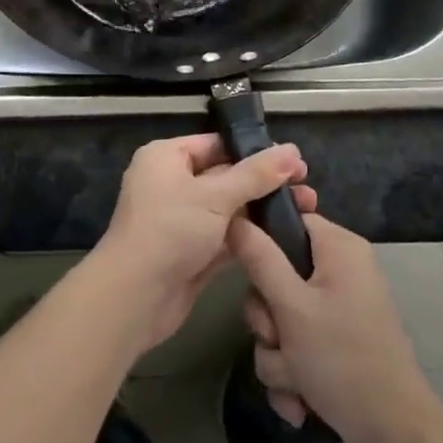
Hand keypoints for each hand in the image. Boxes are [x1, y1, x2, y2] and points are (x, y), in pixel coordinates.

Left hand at [93, 134, 315, 351]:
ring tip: (307, 211)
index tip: (294, 160)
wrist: (134, 298)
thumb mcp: (215, 196)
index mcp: (167, 157)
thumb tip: (292, 150)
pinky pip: (225, 237)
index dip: (255, 151)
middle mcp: (172, 183)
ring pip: (229, 209)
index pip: (216, 144)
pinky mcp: (191, 252)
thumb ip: (255, 175)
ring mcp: (182, 220)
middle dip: (265, 183)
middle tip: (307, 188)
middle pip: (225, 176)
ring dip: (262, 211)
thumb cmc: (170, 230)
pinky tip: (285, 237)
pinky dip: (250, 237)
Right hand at [228, 212, 432, 441]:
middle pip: (277, 276)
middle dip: (268, 319)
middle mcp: (340, 274)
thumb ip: (259, 259)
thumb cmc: (343, 359)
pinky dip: (292, 378)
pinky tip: (300, 405)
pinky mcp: (337, 350)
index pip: (289, 220)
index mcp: (339, 248)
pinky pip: (296, 351)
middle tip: (276, 338)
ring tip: (294, 383)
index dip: (262, 242)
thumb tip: (234, 218)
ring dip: (277, 356)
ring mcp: (339, 314)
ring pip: (281, 321)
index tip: (246, 270)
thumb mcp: (292, 307)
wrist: (395, 441)